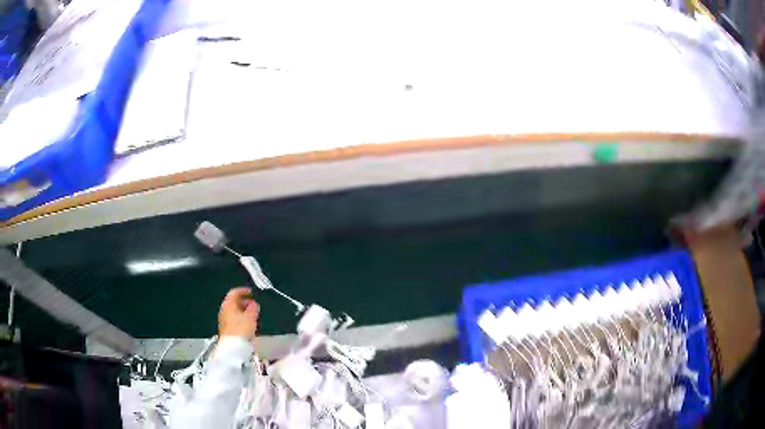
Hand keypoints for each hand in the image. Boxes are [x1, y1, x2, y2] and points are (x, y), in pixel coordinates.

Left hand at [218, 287, 259, 339]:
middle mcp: (224, 310)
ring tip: (252, 314)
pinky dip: (240, 317)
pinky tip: (247, 323)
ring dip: (243, 310)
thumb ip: (253, 308)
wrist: (232, 347)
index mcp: (228, 304)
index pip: (234, 292)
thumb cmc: (241, 329)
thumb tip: (254, 304)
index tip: (251, 292)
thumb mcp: (251, 317)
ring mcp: (224, 320)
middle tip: (253, 304)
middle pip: (233, 301)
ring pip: (233, 311)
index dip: (243, 290)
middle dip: (244, 301)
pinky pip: (233, 318)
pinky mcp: (226, 328)